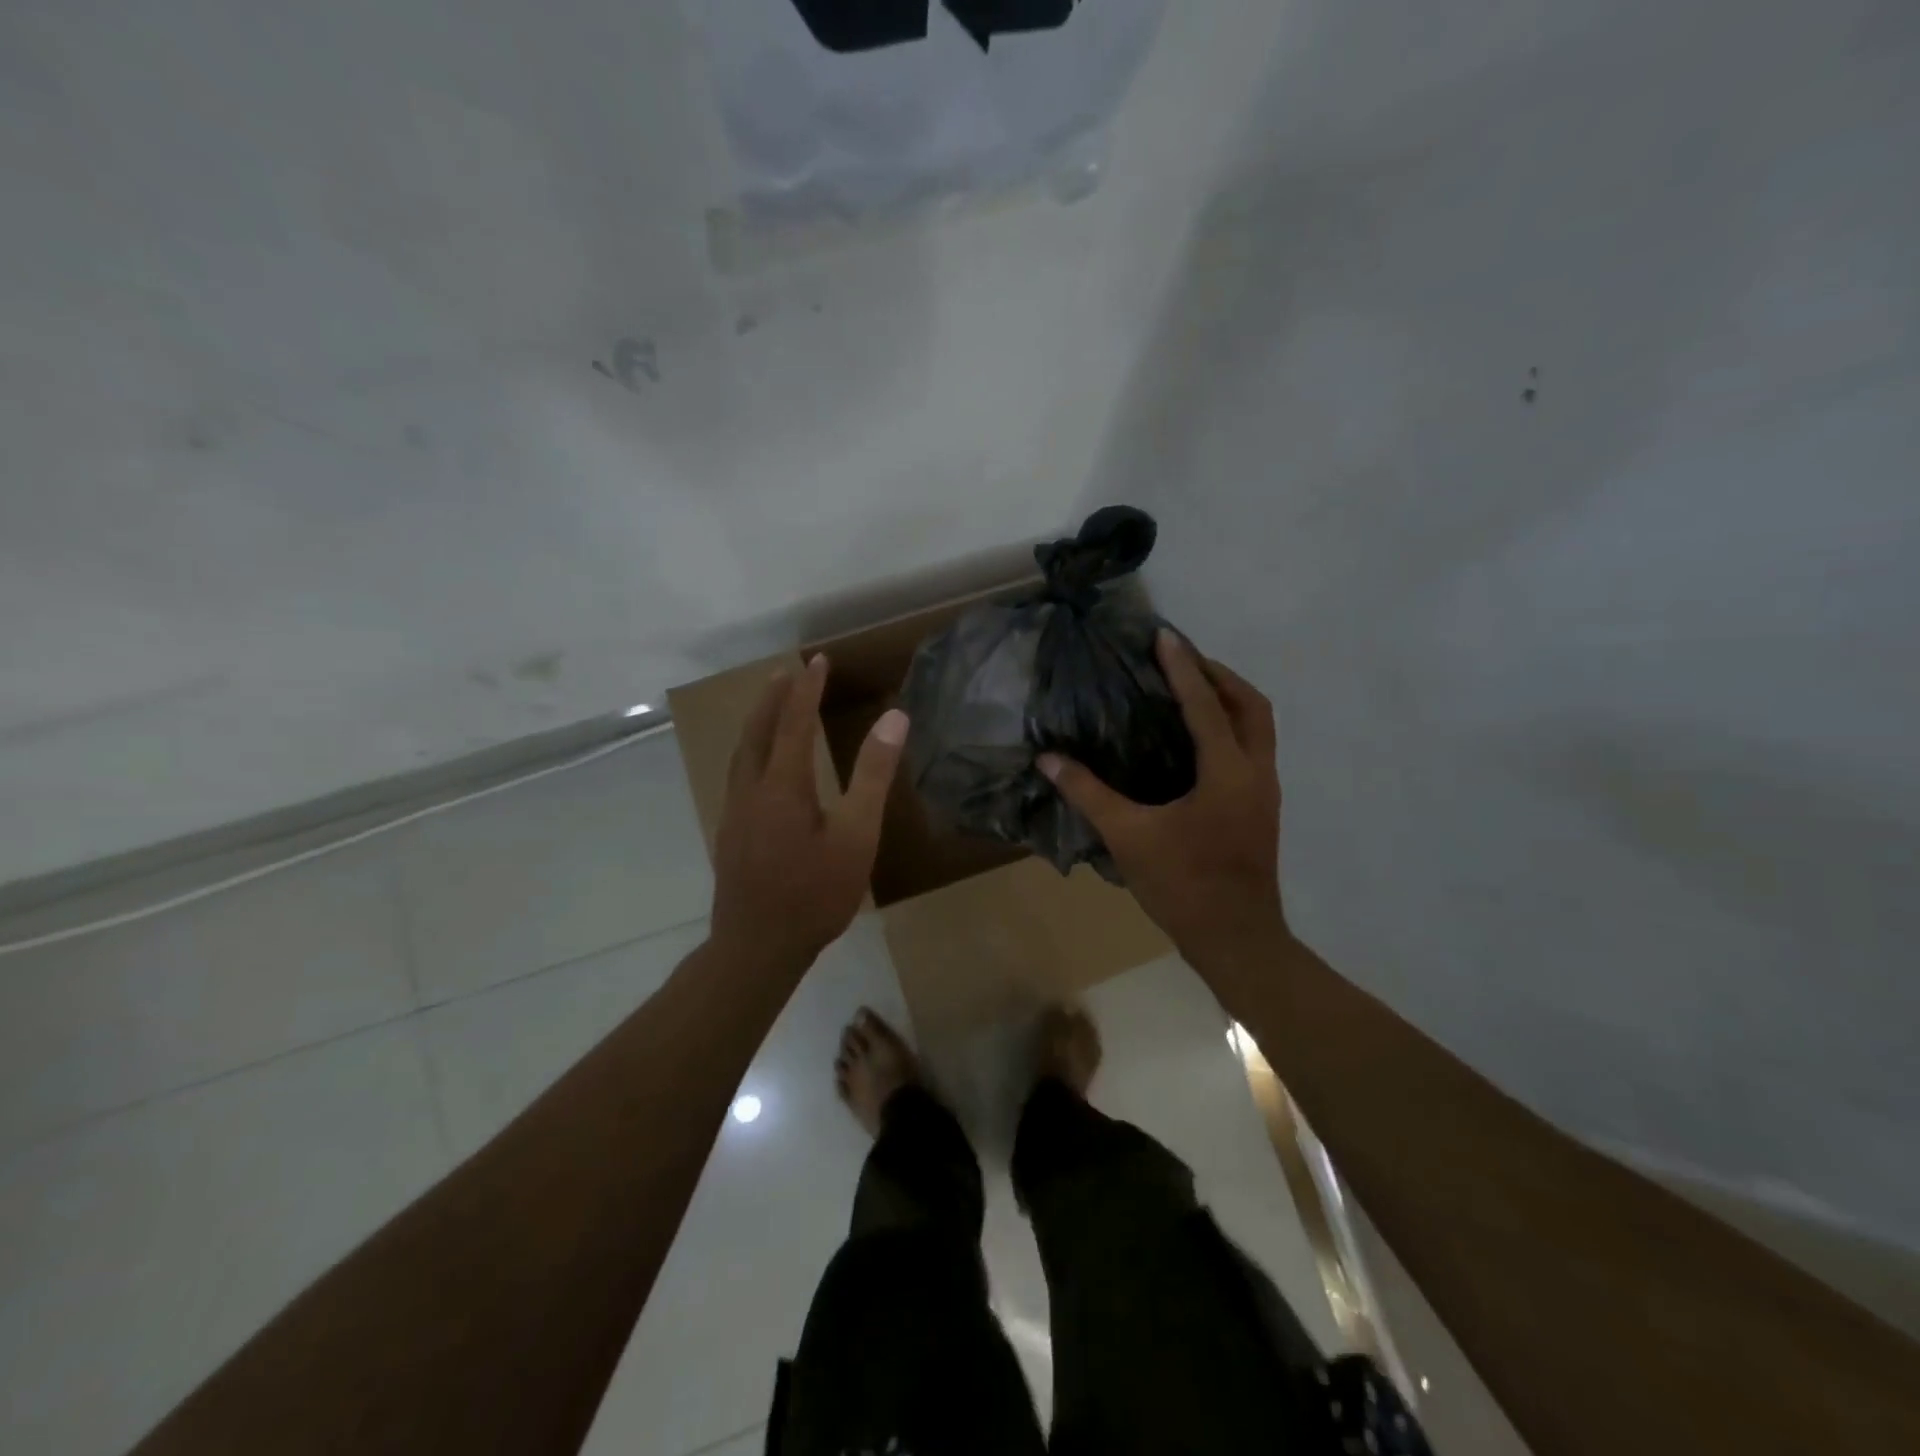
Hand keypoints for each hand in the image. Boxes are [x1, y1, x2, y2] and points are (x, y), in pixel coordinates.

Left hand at [709, 655, 908, 972]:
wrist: (757, 947)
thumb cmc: (815, 893)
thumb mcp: (856, 835)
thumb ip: (873, 775)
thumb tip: (894, 718)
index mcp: (783, 784)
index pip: (795, 722)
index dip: (808, 689)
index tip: (818, 660)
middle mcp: (751, 789)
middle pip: (758, 731)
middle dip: (774, 698)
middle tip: (787, 672)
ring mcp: (734, 813)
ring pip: (742, 753)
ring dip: (758, 723)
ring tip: (770, 706)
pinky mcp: (730, 834)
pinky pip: (738, 774)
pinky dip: (751, 750)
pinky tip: (760, 766)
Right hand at [1039, 631, 1286, 961]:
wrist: (1235, 938)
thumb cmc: (1183, 885)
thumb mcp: (1128, 836)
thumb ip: (1088, 793)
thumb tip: (1048, 759)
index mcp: (1227, 771)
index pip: (1205, 704)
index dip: (1183, 667)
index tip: (1164, 636)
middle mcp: (1255, 771)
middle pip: (1251, 704)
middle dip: (1218, 675)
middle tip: (1181, 660)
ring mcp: (1265, 790)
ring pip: (1258, 726)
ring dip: (1229, 699)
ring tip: (1191, 689)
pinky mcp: (1261, 808)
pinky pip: (1252, 748)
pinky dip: (1230, 727)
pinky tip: (1198, 739)